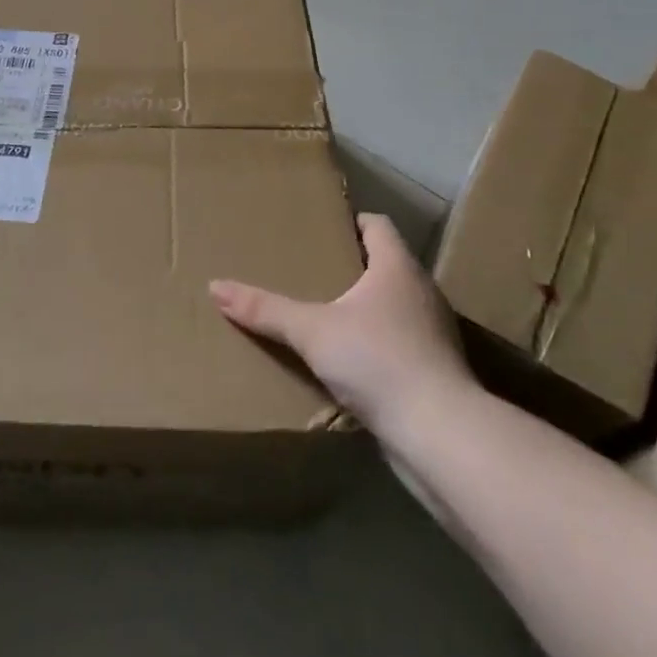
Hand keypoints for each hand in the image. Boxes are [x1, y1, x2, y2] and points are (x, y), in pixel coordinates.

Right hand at [209, 213, 472, 432]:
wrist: (441, 434)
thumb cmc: (378, 360)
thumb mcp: (312, 331)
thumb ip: (265, 309)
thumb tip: (215, 287)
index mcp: (398, 267)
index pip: (378, 225)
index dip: (351, 222)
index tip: (321, 230)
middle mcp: (422, 291)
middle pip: (385, 264)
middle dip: (351, 267)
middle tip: (311, 272)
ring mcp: (434, 332)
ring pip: (394, 306)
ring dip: (365, 308)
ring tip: (325, 317)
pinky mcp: (436, 370)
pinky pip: (401, 343)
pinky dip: (377, 344)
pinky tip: (351, 363)